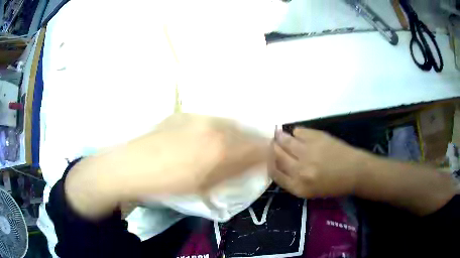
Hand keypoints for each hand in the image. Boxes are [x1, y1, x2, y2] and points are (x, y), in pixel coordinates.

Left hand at [65, 113, 268, 217]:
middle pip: (244, 131)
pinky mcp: (184, 114)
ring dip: (235, 133)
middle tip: (252, 151)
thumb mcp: (203, 186)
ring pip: (228, 123)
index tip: (269, 158)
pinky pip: (210, 119)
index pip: (256, 147)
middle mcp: (214, 127)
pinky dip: (217, 128)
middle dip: (253, 141)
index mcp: (220, 149)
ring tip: (230, 144)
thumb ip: (230, 173)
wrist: (132, 166)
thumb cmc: (167, 183)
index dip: (266, 153)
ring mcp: (198, 117)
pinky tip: (208, 137)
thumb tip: (250, 166)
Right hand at [269, 127, 367, 198]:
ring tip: (278, 134)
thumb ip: (292, 180)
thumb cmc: (333, 185)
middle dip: (271, 148)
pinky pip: (299, 131)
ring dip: (280, 137)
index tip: (268, 157)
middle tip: (271, 143)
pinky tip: (297, 134)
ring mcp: (308, 152)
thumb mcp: (310, 191)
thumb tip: (278, 163)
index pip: (274, 173)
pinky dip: (296, 132)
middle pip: (277, 155)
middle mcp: (300, 170)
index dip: (269, 163)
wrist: (354, 171)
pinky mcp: (316, 137)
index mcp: (298, 187)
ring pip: (285, 141)